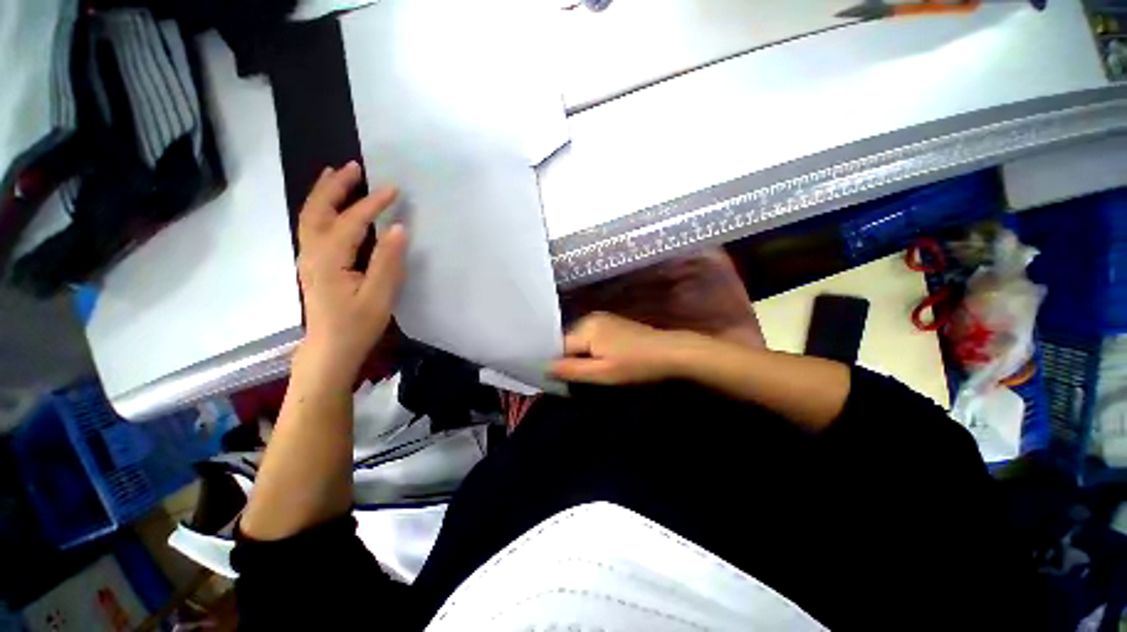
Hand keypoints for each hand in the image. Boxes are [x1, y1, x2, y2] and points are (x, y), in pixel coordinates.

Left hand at [296, 161, 406, 378]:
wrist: (330, 348)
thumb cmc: (356, 325)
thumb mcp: (379, 296)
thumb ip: (387, 261)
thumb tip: (398, 228)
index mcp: (329, 260)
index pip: (351, 222)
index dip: (372, 204)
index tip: (393, 189)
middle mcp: (312, 253)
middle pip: (318, 210)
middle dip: (336, 186)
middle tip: (354, 166)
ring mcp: (309, 258)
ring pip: (311, 217)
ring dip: (324, 193)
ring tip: (338, 175)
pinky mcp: (313, 264)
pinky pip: (313, 227)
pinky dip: (321, 208)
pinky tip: (332, 206)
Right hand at [549, 312, 688, 384]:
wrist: (671, 352)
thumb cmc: (636, 365)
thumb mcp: (602, 373)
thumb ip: (571, 370)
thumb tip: (543, 368)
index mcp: (585, 327)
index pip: (558, 346)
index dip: (557, 363)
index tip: (559, 380)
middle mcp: (590, 318)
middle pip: (568, 341)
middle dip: (569, 359)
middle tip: (577, 379)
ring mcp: (602, 318)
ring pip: (579, 340)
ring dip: (580, 355)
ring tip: (589, 371)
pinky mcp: (612, 322)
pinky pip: (591, 336)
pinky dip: (590, 349)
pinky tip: (600, 360)